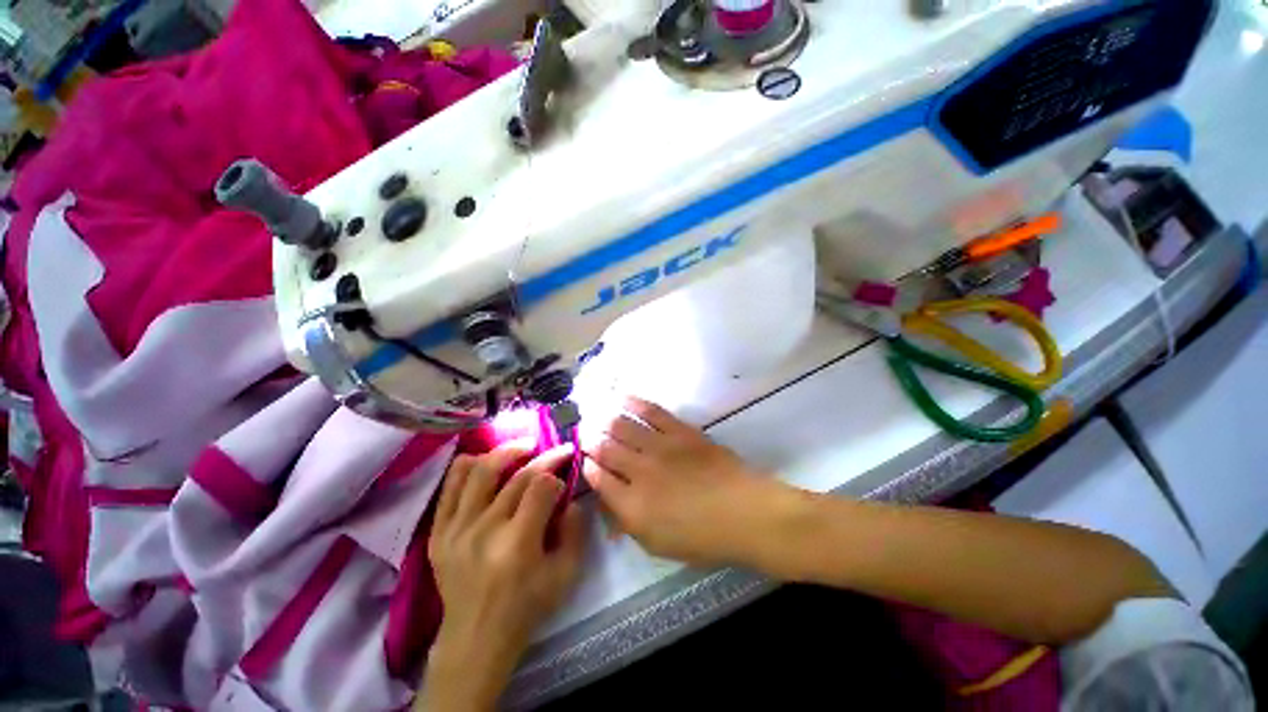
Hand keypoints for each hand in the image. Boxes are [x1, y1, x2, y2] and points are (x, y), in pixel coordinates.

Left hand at [422, 441, 586, 710]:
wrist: (475, 637)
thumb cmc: (526, 607)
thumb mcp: (566, 574)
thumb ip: (576, 531)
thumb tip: (573, 498)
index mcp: (517, 542)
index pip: (541, 486)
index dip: (558, 473)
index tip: (566, 474)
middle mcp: (485, 529)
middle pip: (518, 476)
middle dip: (544, 457)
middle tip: (558, 450)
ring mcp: (456, 529)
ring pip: (481, 470)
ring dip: (507, 451)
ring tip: (524, 447)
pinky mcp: (438, 532)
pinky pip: (450, 485)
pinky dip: (468, 465)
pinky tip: (486, 460)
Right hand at [582, 397, 782, 566]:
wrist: (743, 512)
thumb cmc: (701, 537)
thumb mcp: (656, 544)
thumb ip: (626, 522)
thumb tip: (606, 500)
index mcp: (631, 505)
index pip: (598, 478)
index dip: (587, 465)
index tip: (583, 458)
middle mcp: (639, 471)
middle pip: (605, 448)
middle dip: (590, 439)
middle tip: (584, 432)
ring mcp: (659, 447)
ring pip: (622, 426)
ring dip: (605, 419)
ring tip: (596, 415)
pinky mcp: (679, 431)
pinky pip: (651, 412)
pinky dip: (633, 403)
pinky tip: (621, 397)